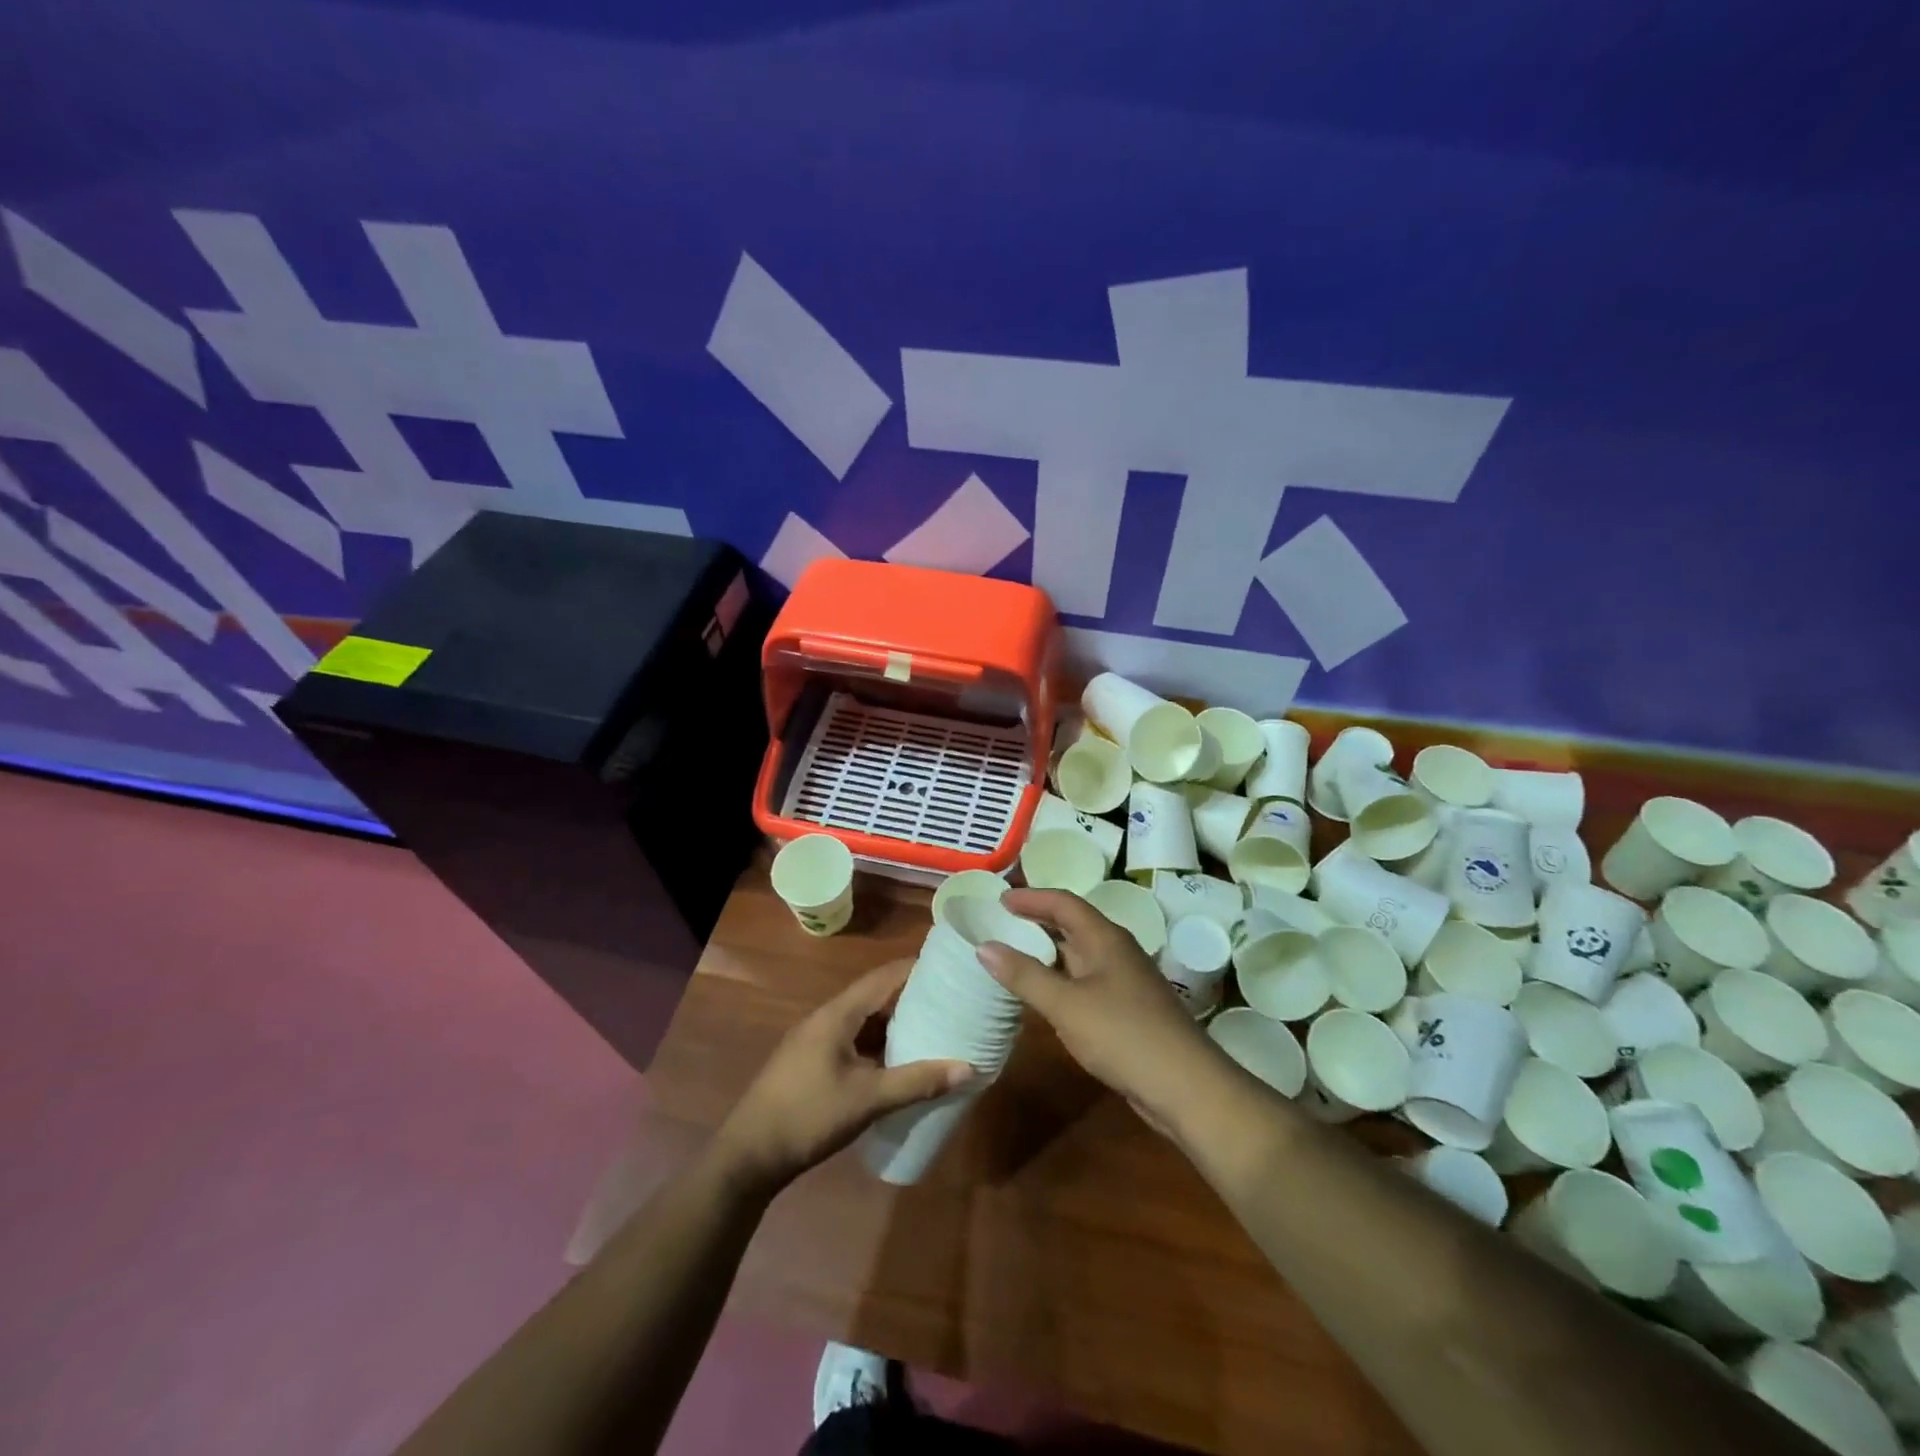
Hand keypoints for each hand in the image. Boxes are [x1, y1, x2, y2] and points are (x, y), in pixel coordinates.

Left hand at [714, 961, 973, 1194]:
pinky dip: (880, 1043)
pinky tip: (901, 1060)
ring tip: (936, 1027)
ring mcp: (818, 1040)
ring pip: (865, 1020)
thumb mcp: (867, 1099)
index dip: (916, 969)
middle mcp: (827, 1018)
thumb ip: (916, 1081)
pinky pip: (855, 1040)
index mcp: (838, 1014)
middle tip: (952, 1000)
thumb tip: (968, 1067)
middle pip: (876, 995)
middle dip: (912, 996)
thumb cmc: (808, 1116)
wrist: (749, 1155)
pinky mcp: (814, 1061)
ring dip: (896, 1022)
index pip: (884, 976)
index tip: (951, 968)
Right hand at [976, 889, 1216, 1128]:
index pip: (1064, 903)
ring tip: (1014, 956)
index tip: (1000, 899)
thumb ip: (1024, 975)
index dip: (1032, 898)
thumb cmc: (1123, 1034)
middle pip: (1073, 924)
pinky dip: (1061, 979)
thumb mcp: (1066, 1004)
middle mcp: (1117, 951)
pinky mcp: (1128, 1009)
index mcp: (1105, 938)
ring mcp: (1125, 981)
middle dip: (1038, 921)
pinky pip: (1086, 981)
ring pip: (1080, 955)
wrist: (1186, 1086)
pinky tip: (1045, 997)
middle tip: (1001, 924)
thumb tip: (984, 946)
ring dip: (1049, 952)